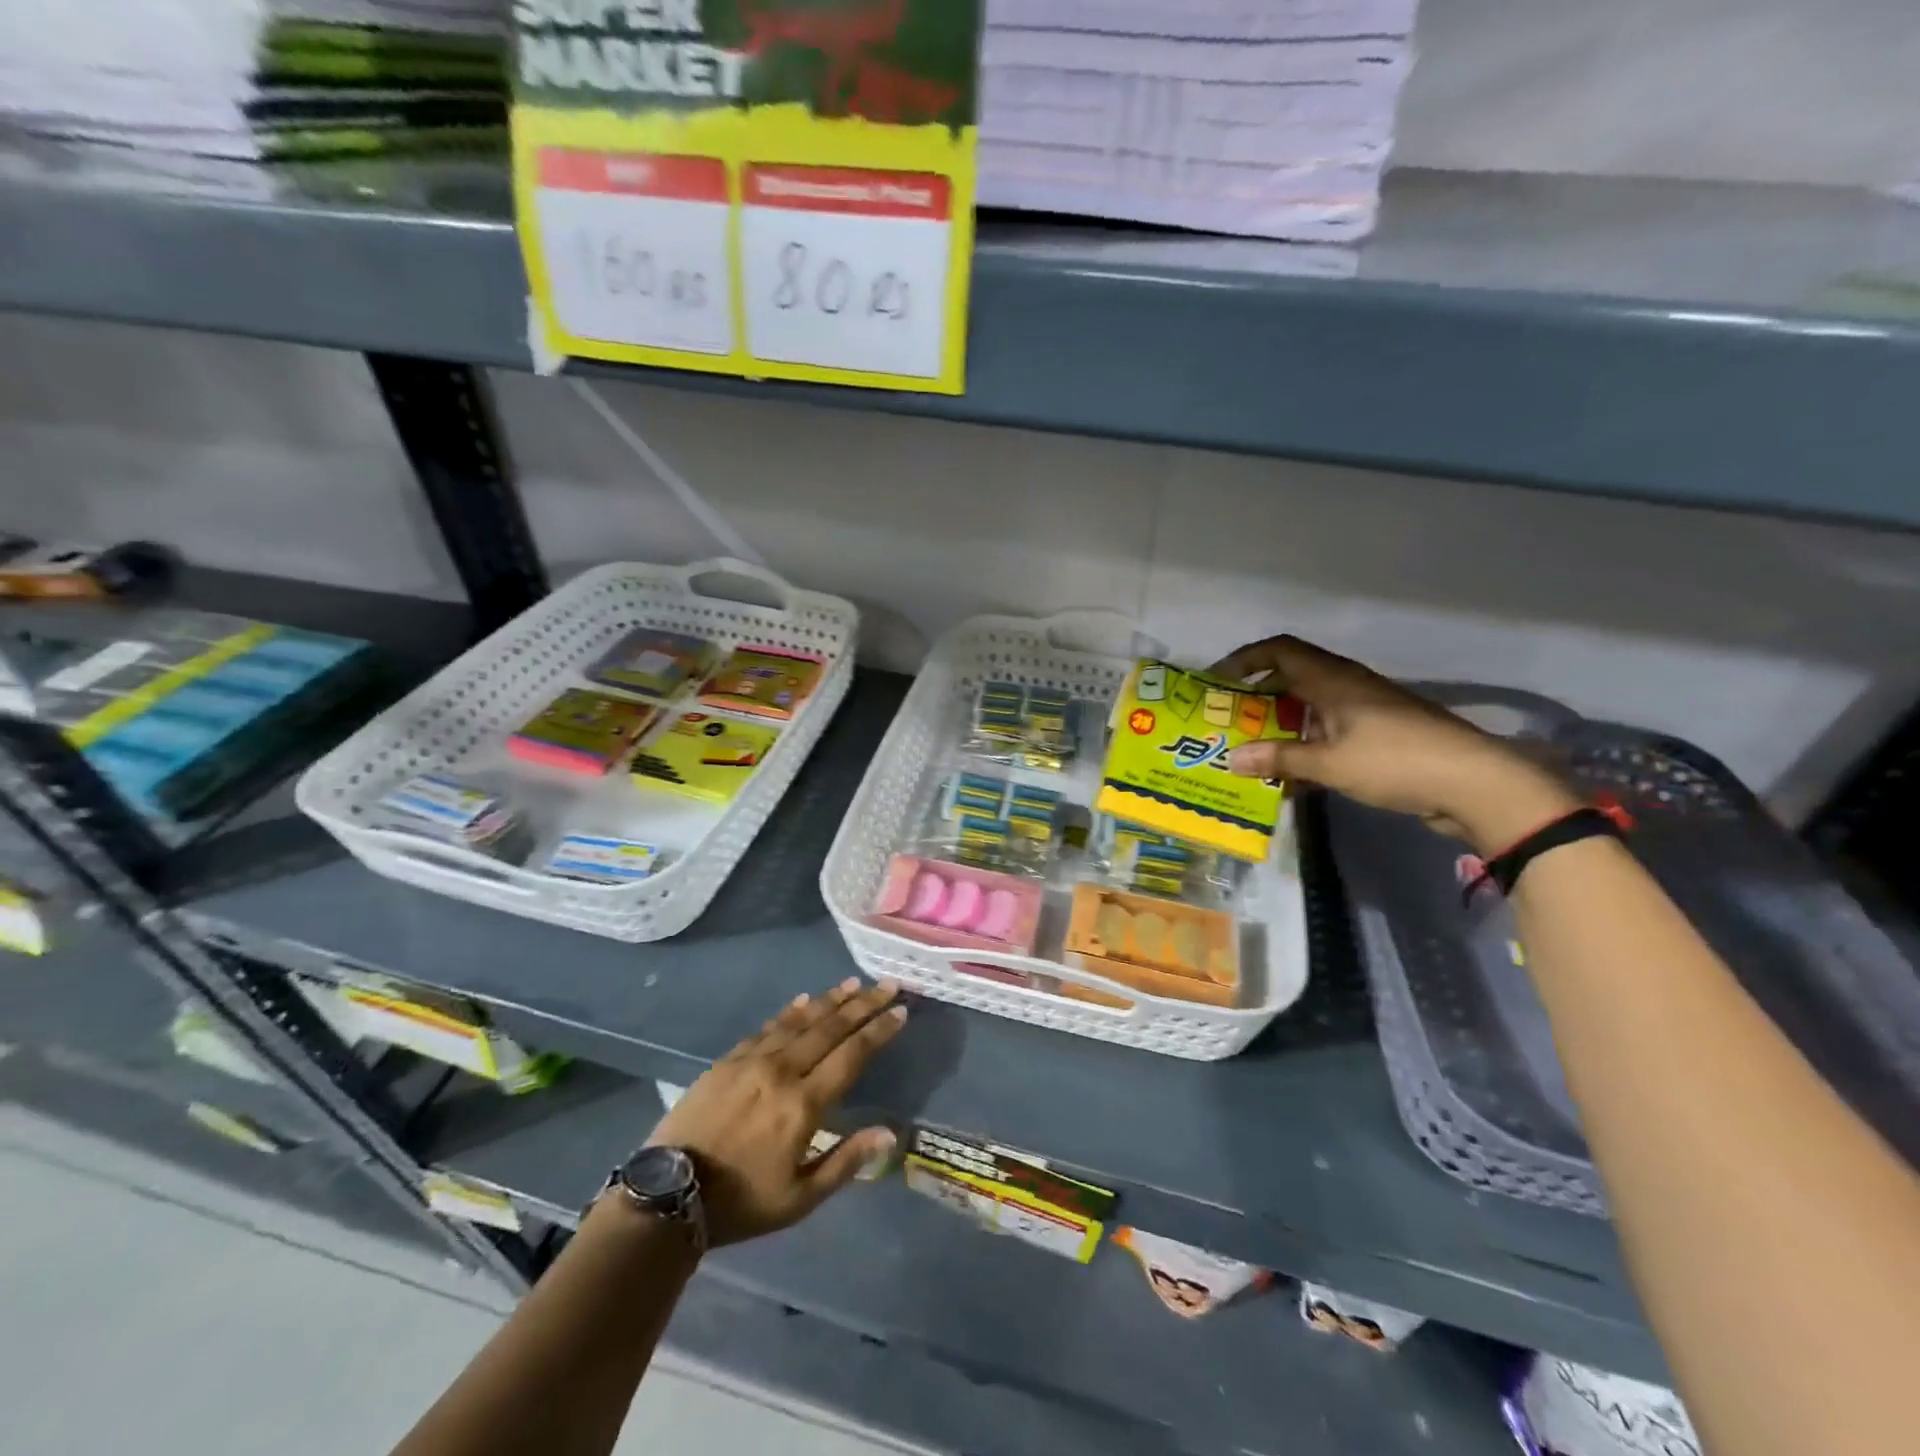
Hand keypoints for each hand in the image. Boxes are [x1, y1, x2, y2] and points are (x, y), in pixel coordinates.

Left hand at [647, 978, 905, 1246]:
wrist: (667, 1194)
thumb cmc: (740, 1203)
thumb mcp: (799, 1199)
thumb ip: (846, 1161)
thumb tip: (890, 1133)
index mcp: (804, 1105)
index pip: (852, 1056)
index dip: (879, 1032)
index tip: (900, 1011)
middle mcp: (783, 1071)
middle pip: (831, 1029)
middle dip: (863, 1005)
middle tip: (887, 985)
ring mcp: (753, 1061)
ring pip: (801, 1021)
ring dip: (830, 1001)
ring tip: (853, 984)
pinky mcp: (728, 1060)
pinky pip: (768, 1027)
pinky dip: (790, 1012)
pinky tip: (805, 1000)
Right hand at [1211, 635, 1578, 853]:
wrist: (1475, 782)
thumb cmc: (1396, 762)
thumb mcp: (1330, 764)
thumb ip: (1280, 759)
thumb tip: (1232, 759)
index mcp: (1334, 680)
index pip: (1280, 650)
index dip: (1245, 658)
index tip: (1217, 680)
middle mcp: (1348, 685)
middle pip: (1293, 674)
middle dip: (1257, 693)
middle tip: (1229, 718)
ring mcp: (1367, 708)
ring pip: (1311, 701)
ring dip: (1281, 717)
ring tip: (1254, 744)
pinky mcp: (1380, 731)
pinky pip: (1330, 724)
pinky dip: (1305, 736)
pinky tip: (1294, 765)